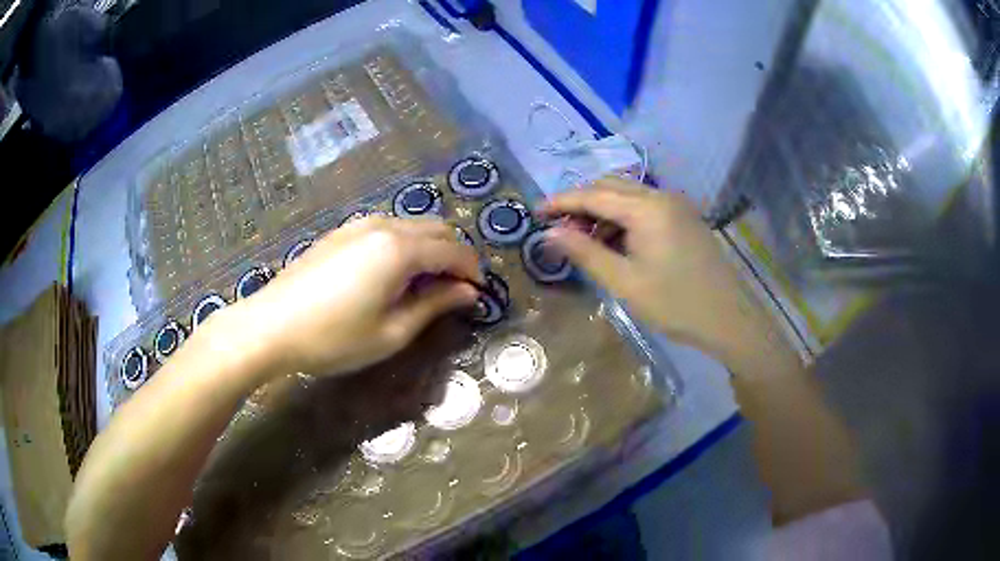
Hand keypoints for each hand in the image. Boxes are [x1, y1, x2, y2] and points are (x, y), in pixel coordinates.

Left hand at [230, 216, 482, 379]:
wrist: (270, 326)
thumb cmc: (334, 338)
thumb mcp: (392, 332)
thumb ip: (434, 306)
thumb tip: (468, 292)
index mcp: (401, 249)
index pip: (454, 250)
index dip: (472, 272)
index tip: (477, 297)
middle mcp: (384, 225)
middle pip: (437, 229)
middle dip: (454, 256)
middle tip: (455, 292)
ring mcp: (359, 224)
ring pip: (412, 225)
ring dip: (429, 248)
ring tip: (425, 285)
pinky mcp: (341, 231)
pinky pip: (387, 228)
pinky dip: (404, 244)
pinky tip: (393, 274)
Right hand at [541, 178, 769, 359]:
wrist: (729, 318)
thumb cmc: (675, 304)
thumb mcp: (624, 282)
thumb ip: (585, 253)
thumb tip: (550, 233)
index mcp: (646, 208)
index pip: (593, 195)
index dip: (561, 202)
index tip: (535, 212)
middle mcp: (661, 196)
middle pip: (611, 186)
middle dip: (581, 203)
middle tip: (561, 230)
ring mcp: (676, 206)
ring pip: (629, 195)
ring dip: (603, 211)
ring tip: (587, 242)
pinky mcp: (685, 219)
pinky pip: (646, 207)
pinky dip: (624, 218)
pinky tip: (618, 243)